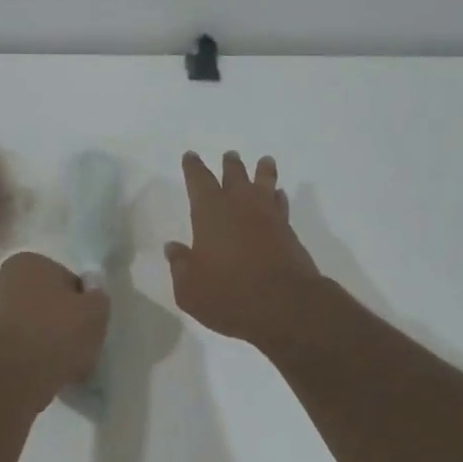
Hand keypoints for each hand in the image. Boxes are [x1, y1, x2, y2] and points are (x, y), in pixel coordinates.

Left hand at [0, 252, 110, 398]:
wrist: (11, 378)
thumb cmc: (57, 335)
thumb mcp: (96, 312)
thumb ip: (98, 295)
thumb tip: (91, 289)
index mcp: (29, 261)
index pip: (65, 280)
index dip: (80, 304)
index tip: (86, 326)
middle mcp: (0, 277)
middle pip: (41, 299)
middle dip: (55, 317)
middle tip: (72, 345)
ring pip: (24, 322)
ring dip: (38, 335)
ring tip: (55, 363)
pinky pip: (9, 343)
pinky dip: (21, 352)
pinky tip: (35, 371)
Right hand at [166, 151, 321, 346]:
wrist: (285, 306)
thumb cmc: (228, 294)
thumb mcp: (190, 288)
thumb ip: (180, 265)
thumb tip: (173, 249)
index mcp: (210, 212)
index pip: (199, 180)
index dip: (193, 167)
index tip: (191, 156)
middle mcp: (240, 206)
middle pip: (235, 175)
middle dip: (230, 165)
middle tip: (229, 156)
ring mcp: (268, 217)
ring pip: (264, 184)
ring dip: (262, 172)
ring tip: (264, 162)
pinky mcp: (289, 232)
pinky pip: (281, 205)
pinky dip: (278, 197)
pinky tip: (278, 196)